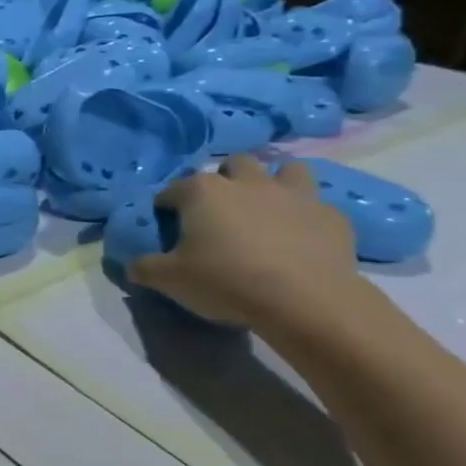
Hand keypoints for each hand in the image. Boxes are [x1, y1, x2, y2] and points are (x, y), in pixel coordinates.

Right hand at [128, 155, 357, 327]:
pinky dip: (307, 217)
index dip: (167, 207)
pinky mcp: (331, 216)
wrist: (305, 300)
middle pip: (233, 165)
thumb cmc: (226, 281)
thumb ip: (146, 267)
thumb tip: (133, 264)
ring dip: (274, 182)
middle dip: (225, 181)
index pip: (173, 190)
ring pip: (285, 169)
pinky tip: (302, 238)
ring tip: (268, 209)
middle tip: (220, 213)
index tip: (168, 227)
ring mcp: (294, 194)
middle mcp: (248, 182)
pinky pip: (317, 207)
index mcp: (203, 192)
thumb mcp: (170, 280)